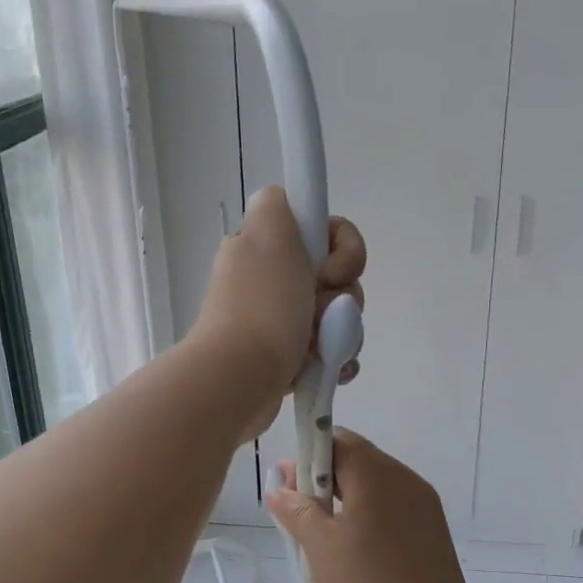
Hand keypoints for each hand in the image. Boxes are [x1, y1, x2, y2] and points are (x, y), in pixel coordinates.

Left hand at [189, 186, 364, 441]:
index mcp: (263, 247)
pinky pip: (330, 350)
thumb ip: (279, 203)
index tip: (327, 268)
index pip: (323, 232)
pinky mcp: (286, 359)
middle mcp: (269, 281)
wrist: (240, 379)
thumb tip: (284, 204)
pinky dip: (335, 359)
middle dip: (343, 296)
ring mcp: (277, 322)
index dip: (339, 248)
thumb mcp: (269, 233)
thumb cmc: (262, 308)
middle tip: (319, 311)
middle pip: (337, 276)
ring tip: (321, 348)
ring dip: (341, 331)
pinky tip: (331, 368)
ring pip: (338, 316)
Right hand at [267, 430, 478, 582]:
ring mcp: (424, 507)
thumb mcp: (320, 548)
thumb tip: (280, 487)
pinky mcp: (432, 534)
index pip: (337, 439)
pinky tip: (350, 552)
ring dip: (343, 501)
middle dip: (322, 480)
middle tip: (295, 513)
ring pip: (374, 488)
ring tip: (319, 538)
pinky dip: (366, 518)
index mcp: (378, 474)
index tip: (287, 484)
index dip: (307, 455)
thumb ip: (297, 510)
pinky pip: (391, 510)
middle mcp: (406, 480)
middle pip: (357, 461)